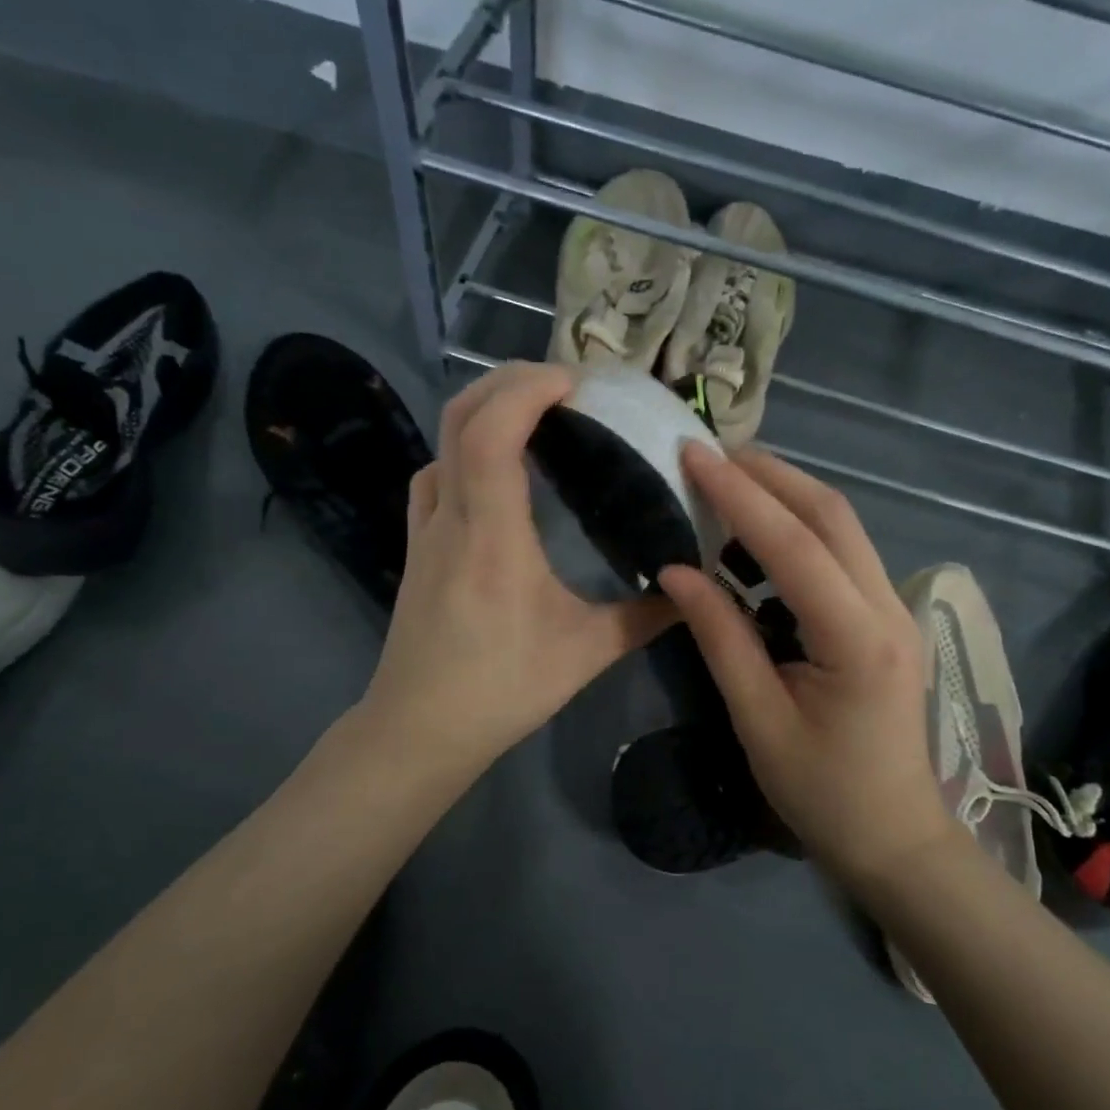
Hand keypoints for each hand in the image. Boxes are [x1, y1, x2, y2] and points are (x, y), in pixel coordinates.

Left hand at [362, 362, 674, 780]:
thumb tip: (691, 591)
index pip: (493, 432)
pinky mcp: (418, 545)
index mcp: (491, 535)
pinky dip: (466, 445)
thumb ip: (643, 618)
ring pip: (443, 440)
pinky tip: (496, 466)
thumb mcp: (584, 654)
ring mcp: (426, 528)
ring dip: (485, 408)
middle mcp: (450, 517)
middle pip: (460, 416)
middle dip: (508, 381)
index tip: (576, 383)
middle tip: (564, 385)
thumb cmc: (501, 689)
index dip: (529, 390)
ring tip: (535, 412)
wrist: (418, 728)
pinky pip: (436, 471)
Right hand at [659, 446, 955, 882]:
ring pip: (843, 526)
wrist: (894, 835)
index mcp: (857, 639)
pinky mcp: (886, 616)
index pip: (795, 546)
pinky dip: (801, 526)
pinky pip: (844, 552)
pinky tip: (760, 533)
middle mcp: (887, 608)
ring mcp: (895, 609)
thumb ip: (720, 637)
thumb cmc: (821, 792)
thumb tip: (675, 570)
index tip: (694, 455)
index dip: (741, 496)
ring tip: (728, 481)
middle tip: (710, 454)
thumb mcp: (758, 720)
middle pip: (832, 515)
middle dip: (770, 475)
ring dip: (787, 494)